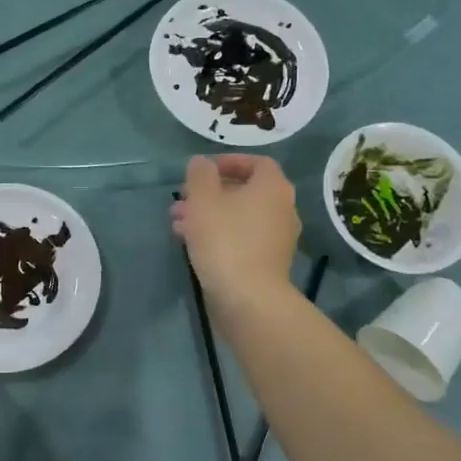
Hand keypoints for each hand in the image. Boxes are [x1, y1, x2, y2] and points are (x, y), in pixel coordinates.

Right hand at [171, 155, 299, 303]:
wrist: (249, 299)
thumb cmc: (225, 240)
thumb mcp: (203, 199)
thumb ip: (200, 174)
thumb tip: (202, 163)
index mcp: (273, 187)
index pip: (256, 162)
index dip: (228, 162)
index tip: (202, 171)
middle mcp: (282, 209)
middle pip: (244, 191)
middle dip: (210, 193)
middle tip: (182, 199)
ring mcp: (278, 238)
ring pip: (239, 217)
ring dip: (209, 215)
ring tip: (177, 223)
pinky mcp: (269, 263)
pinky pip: (242, 238)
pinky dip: (220, 235)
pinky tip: (192, 244)